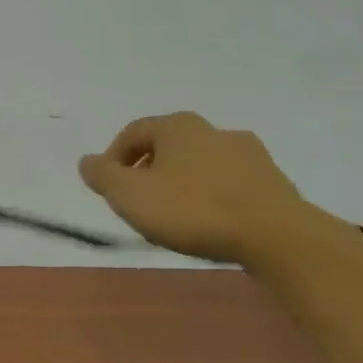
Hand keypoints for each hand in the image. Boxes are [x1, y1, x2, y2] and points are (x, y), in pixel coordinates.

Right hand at [78, 113, 311, 264]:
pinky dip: (211, 196)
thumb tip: (87, 161)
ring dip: (181, 183)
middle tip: (139, 202)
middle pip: (167, 146)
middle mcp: (212, 129)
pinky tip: (210, 221)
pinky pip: (228, 183)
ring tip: (174, 216)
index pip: (133, 132)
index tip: (109, 187)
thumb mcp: (130, 195)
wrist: (276, 235)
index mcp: (176, 126)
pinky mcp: (271, 180)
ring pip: (199, 163)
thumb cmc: (192, 210)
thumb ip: (102, 176)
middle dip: (148, 170)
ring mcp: (247, 153)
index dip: (114, 158)